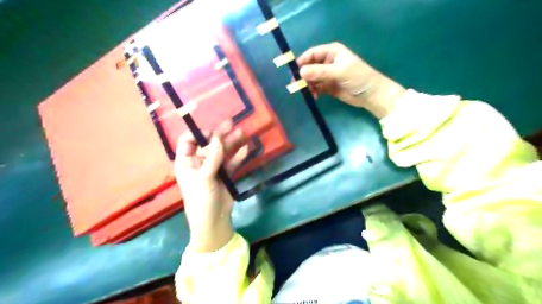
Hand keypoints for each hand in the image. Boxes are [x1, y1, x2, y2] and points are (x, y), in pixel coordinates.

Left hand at [174, 121, 248, 251]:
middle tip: (231, 124)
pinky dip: (238, 156)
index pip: (187, 141)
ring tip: (242, 133)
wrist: (214, 220)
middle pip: (208, 144)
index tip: (212, 132)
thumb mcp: (204, 178)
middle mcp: (198, 162)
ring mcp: (213, 168)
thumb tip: (218, 138)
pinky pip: (231, 162)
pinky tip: (246, 149)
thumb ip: (212, 158)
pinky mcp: (225, 174)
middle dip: (219, 135)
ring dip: (231, 143)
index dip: (198, 134)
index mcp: (186, 162)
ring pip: (222, 152)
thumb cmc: (201, 200)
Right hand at [296, 43, 406, 117]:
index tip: (293, 72)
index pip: (312, 54)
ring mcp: (327, 75)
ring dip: (307, 85)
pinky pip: (316, 87)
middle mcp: (328, 61)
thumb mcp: (339, 72)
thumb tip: (300, 72)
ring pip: (311, 78)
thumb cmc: (359, 78)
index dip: (301, 62)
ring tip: (308, 93)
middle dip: (303, 76)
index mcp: (331, 52)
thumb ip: (320, 72)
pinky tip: (314, 96)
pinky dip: (313, 91)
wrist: (371, 95)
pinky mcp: (328, 86)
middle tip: (297, 86)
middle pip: (309, 66)